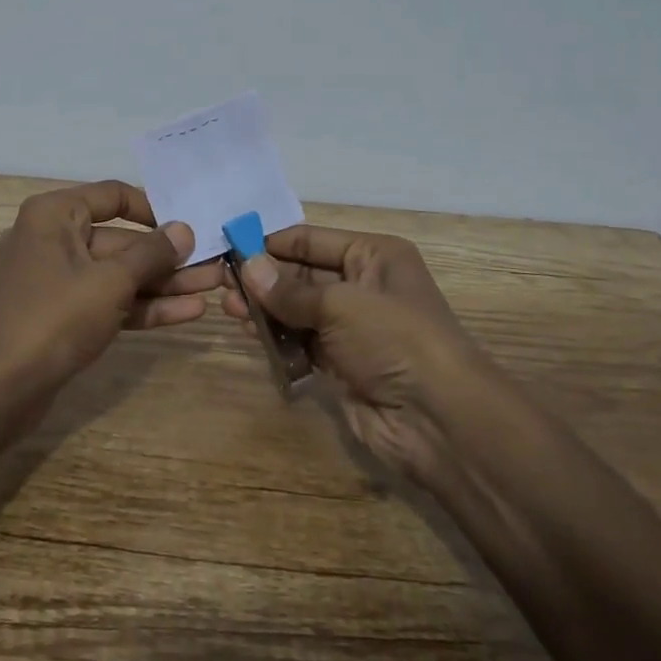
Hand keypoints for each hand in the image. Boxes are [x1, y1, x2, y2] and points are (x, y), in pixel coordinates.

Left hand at [0, 180, 224, 406]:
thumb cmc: (54, 318)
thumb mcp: (110, 281)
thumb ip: (151, 254)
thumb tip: (184, 230)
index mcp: (54, 215)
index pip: (112, 196)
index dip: (153, 208)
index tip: (189, 223)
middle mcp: (53, 239)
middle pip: (121, 240)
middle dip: (168, 257)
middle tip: (215, 264)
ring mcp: (57, 280)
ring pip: (118, 275)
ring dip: (163, 283)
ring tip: (213, 288)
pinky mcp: (63, 315)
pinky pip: (108, 300)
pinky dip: (143, 306)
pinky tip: (187, 312)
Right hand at [221, 225, 486, 484]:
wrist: (439, 419)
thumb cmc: (395, 339)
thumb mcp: (341, 304)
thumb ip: (289, 289)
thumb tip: (246, 267)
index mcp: (373, 256)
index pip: (312, 240)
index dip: (272, 243)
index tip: (230, 246)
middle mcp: (363, 286)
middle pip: (302, 274)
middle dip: (264, 278)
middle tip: (222, 284)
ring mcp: (352, 327)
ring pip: (298, 309)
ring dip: (266, 308)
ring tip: (228, 309)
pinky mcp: (342, 363)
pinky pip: (302, 341)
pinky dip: (278, 338)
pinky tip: (250, 334)